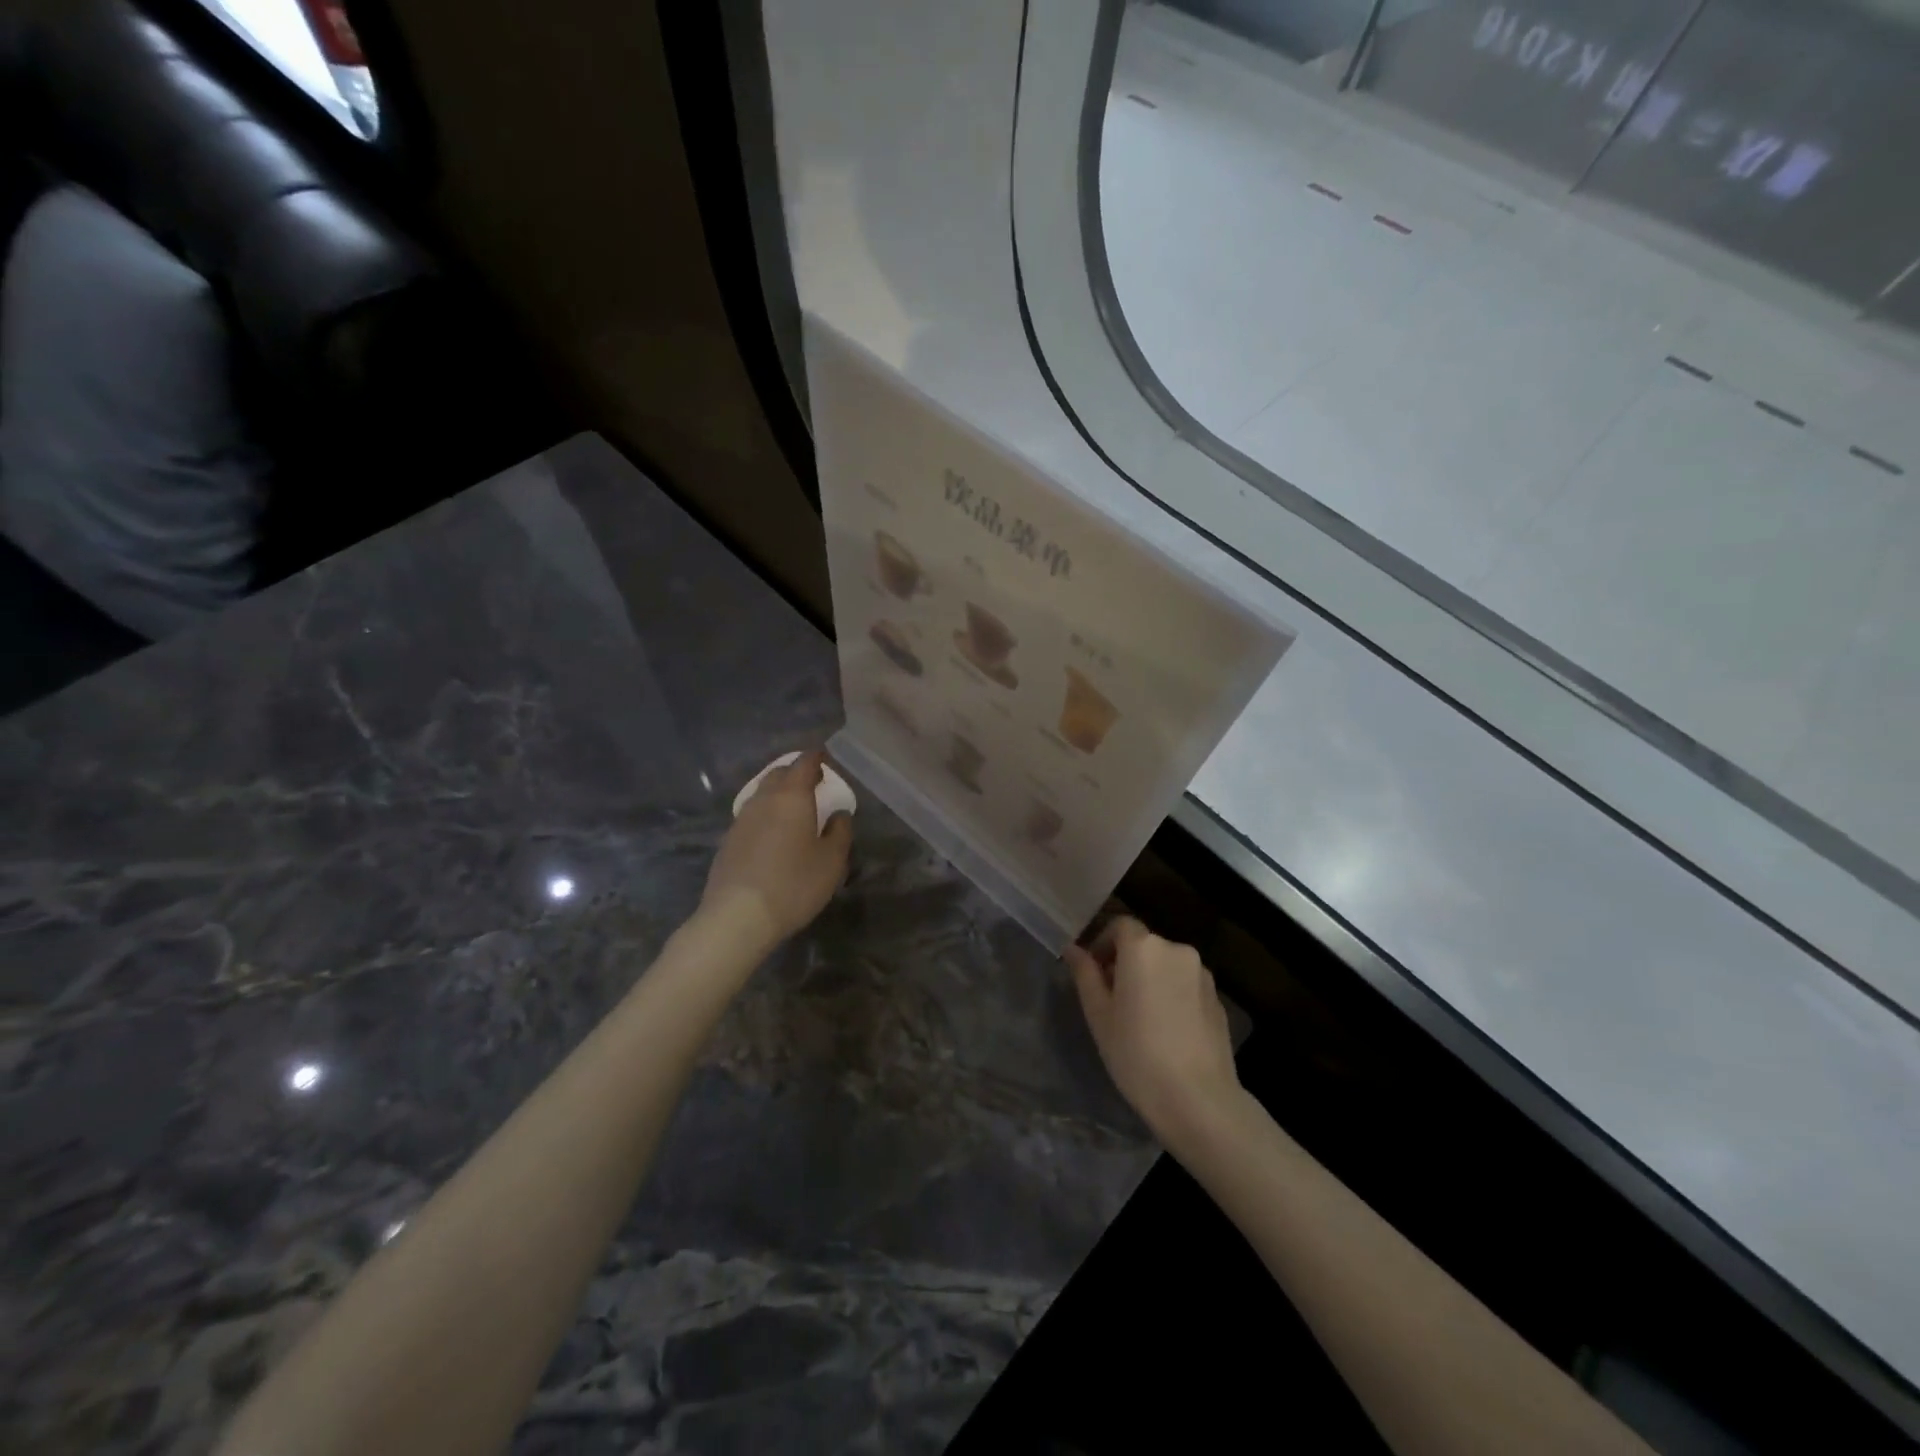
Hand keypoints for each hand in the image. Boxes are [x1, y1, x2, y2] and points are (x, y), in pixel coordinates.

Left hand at [700, 750, 852, 948]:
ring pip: (762, 794)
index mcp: (791, 797)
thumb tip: (839, 814)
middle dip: (796, 773)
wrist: (737, 917)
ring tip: (793, 807)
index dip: (816, 758)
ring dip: (778, 794)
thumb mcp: (832, 861)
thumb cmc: (794, 884)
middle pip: (779, 774)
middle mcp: (763, 800)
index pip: (804, 764)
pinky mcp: (728, 842)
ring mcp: (741, 820)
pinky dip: (765, 815)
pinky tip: (772, 833)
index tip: (825, 759)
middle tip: (812, 782)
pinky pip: (751, 816)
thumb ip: (840, 832)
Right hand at [1065, 917, 1241, 1148]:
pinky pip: (1185, 985)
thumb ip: (1085, 974)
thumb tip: (1073, 949)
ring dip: (1150, 978)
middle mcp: (1176, 950)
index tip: (1093, 972)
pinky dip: (1171, 995)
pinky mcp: (1218, 999)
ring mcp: (1202, 974)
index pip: (1119, 925)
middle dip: (1125, 963)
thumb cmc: (1136, 1053)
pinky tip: (1166, 1031)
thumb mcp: (1099, 1014)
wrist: (1198, 1100)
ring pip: (1166, 965)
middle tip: (1111, 999)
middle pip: (1144, 945)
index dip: (1103, 943)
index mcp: (1143, 947)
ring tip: (1140, 1018)